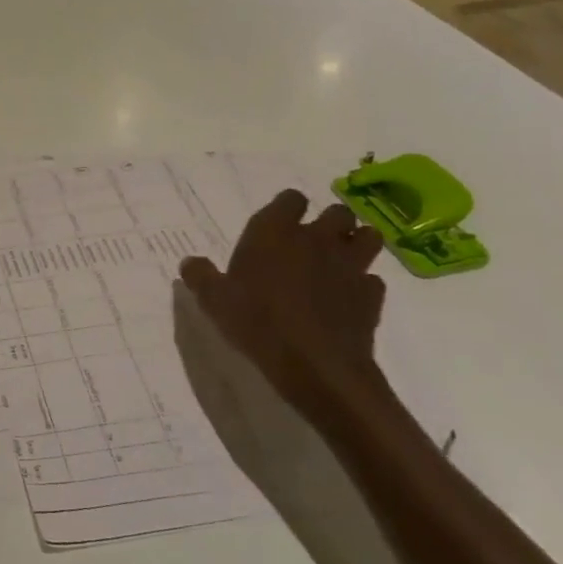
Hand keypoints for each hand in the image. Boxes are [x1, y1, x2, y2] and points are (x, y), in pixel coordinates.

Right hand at [179, 191, 390, 431]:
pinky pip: (373, 280)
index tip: (280, 225)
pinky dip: (363, 285)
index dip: (287, 208)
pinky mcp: (371, 295)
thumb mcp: (213, 300)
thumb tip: (190, 262)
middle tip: (312, 243)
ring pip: (368, 237)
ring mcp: (349, 265)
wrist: (315, 365)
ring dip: (357, 244)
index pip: (291, 198)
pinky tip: (348, 299)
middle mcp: (316, 238)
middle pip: (337, 211)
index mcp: (275, 231)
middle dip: (329, 222)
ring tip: (340, 261)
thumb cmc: (257, 322)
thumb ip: (200, 276)